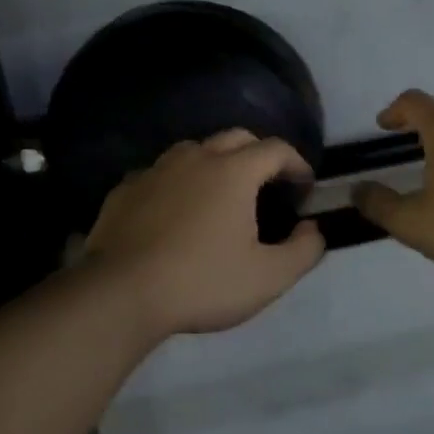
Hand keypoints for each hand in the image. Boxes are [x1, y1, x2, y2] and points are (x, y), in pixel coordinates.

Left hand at [83, 129, 325, 337]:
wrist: (119, 294)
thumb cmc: (202, 282)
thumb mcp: (268, 277)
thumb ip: (304, 251)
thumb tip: (313, 229)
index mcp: (234, 171)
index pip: (276, 149)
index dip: (297, 164)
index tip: (304, 187)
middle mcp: (195, 158)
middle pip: (236, 138)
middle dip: (259, 154)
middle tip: (268, 184)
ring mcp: (155, 170)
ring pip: (194, 150)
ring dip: (215, 163)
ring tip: (220, 194)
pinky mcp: (124, 190)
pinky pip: (160, 174)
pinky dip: (177, 183)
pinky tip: (175, 211)